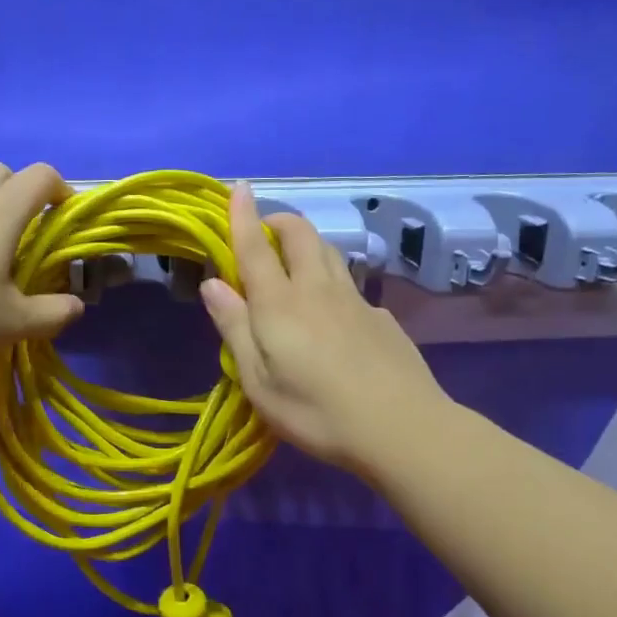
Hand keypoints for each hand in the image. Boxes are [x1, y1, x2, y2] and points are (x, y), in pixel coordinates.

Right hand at [200, 183, 447, 476]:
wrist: (402, 429)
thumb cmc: (316, 412)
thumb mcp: (259, 382)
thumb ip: (235, 328)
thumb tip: (213, 283)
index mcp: (280, 304)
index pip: (256, 247)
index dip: (244, 214)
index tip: (239, 187)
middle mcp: (317, 289)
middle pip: (301, 234)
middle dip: (280, 221)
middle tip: (263, 235)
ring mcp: (355, 301)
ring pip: (329, 251)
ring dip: (306, 243)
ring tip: (293, 263)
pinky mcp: (380, 317)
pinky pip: (350, 284)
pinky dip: (331, 280)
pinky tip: (332, 314)